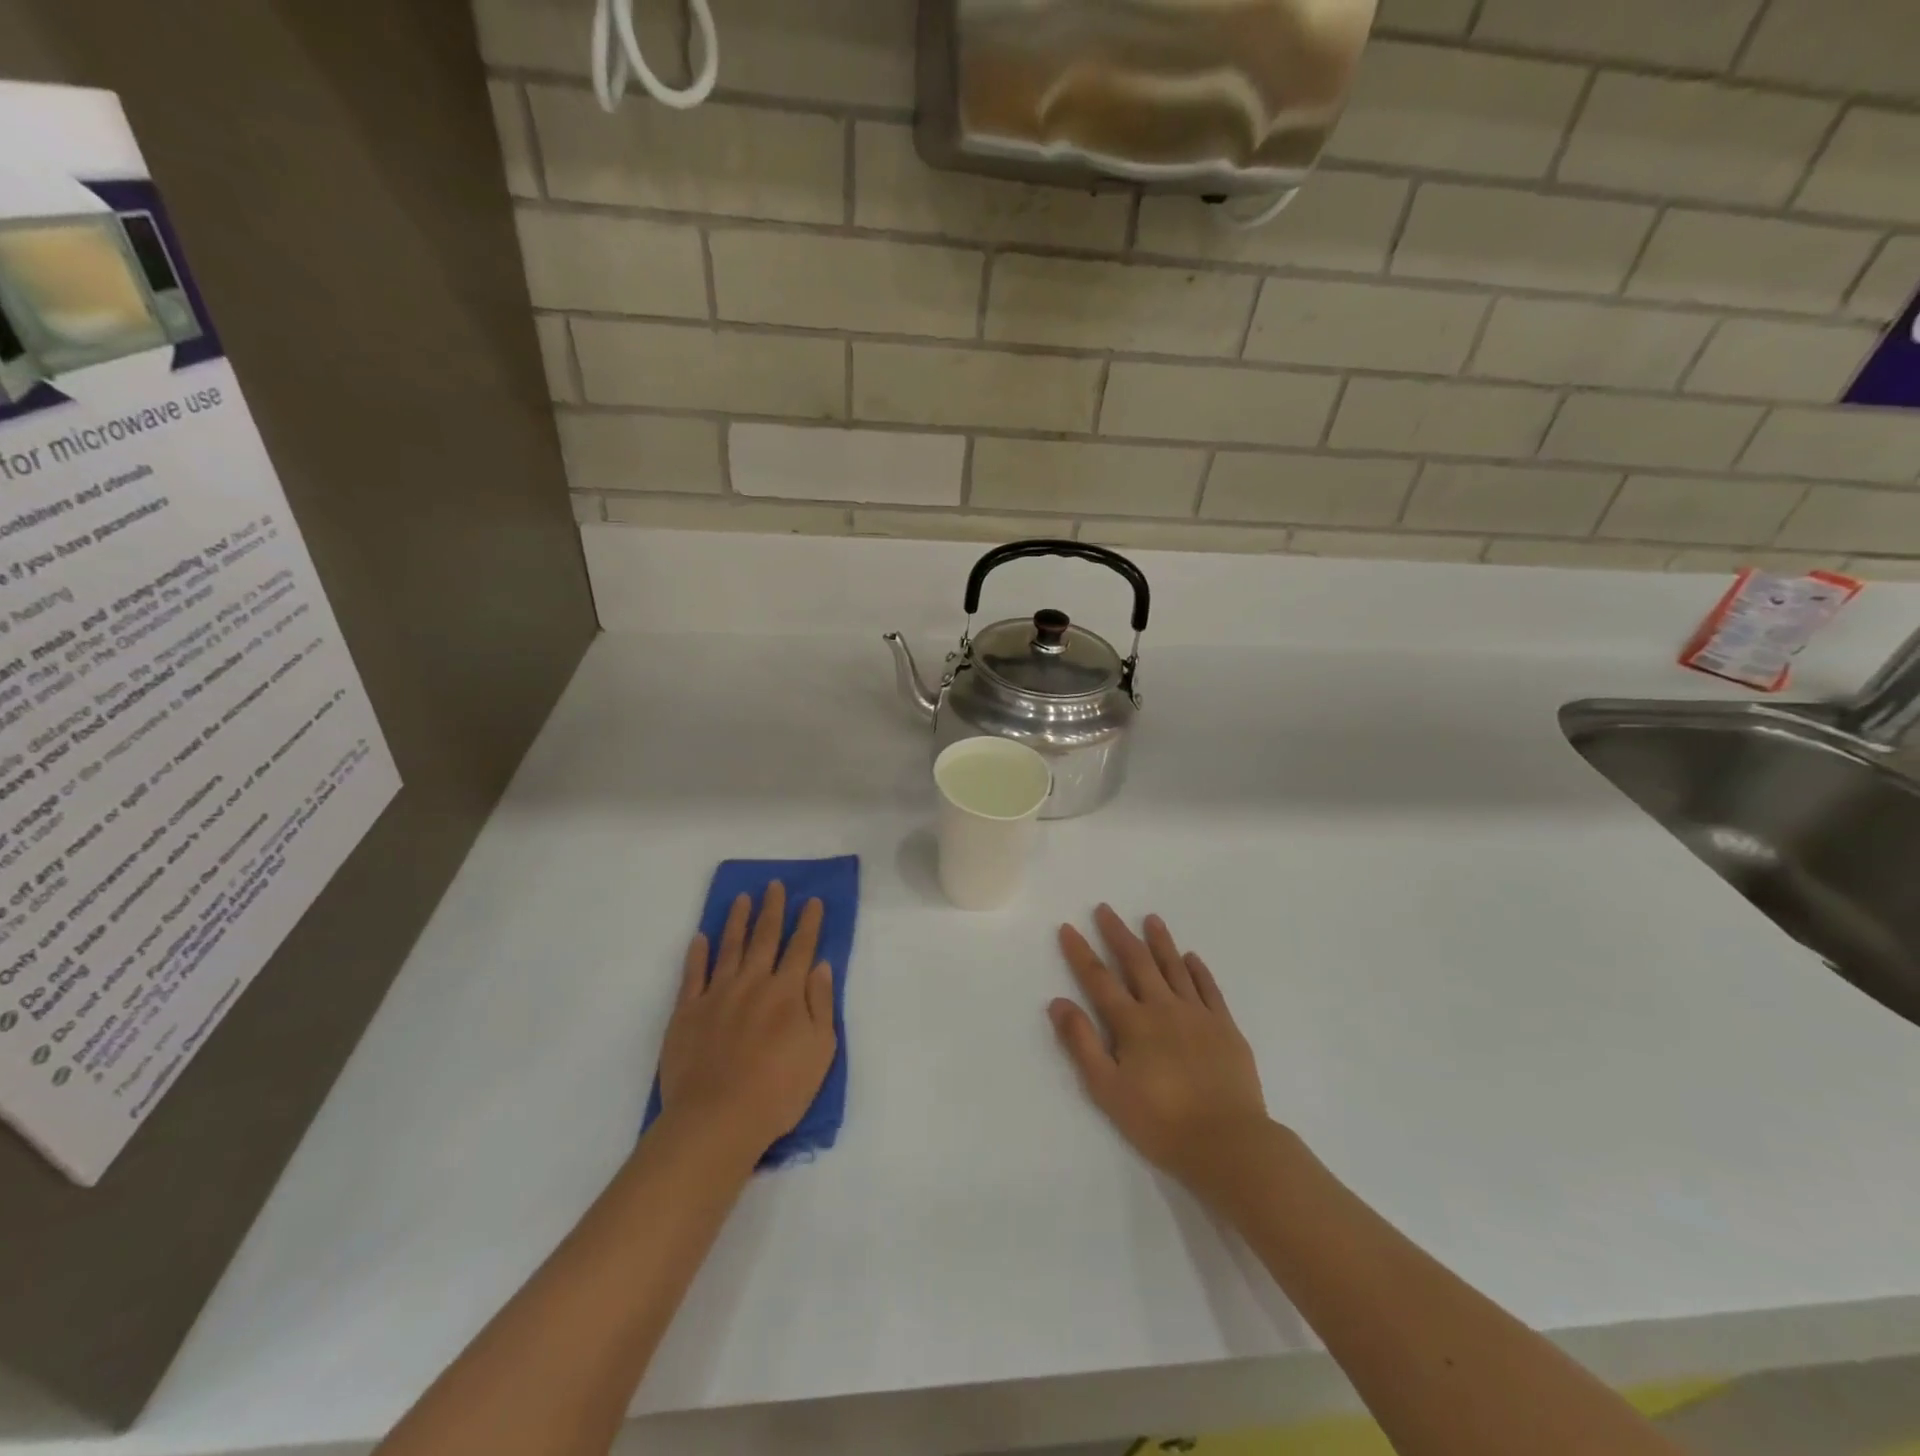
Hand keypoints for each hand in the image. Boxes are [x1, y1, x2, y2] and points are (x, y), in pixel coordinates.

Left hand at [658, 882, 836, 1160]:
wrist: (717, 1118)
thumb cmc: (779, 1090)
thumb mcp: (820, 1050)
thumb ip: (821, 1005)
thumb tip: (821, 967)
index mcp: (787, 992)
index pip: (802, 948)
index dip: (809, 922)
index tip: (812, 900)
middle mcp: (753, 983)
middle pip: (765, 938)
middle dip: (773, 909)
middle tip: (775, 885)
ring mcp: (717, 994)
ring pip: (729, 947)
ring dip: (737, 920)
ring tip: (742, 898)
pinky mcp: (687, 1012)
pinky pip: (693, 975)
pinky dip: (697, 954)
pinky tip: (700, 938)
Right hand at [1050, 905, 1268, 1192]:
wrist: (1228, 1143)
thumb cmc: (1160, 1121)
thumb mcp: (1107, 1089)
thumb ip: (1082, 1043)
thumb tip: (1058, 1002)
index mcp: (1133, 1023)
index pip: (1099, 979)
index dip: (1081, 952)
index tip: (1068, 928)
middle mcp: (1163, 1008)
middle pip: (1137, 962)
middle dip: (1118, 934)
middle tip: (1106, 909)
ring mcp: (1198, 1014)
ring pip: (1174, 967)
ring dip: (1160, 941)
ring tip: (1151, 918)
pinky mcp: (1225, 1027)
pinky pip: (1209, 989)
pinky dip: (1198, 970)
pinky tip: (1191, 957)